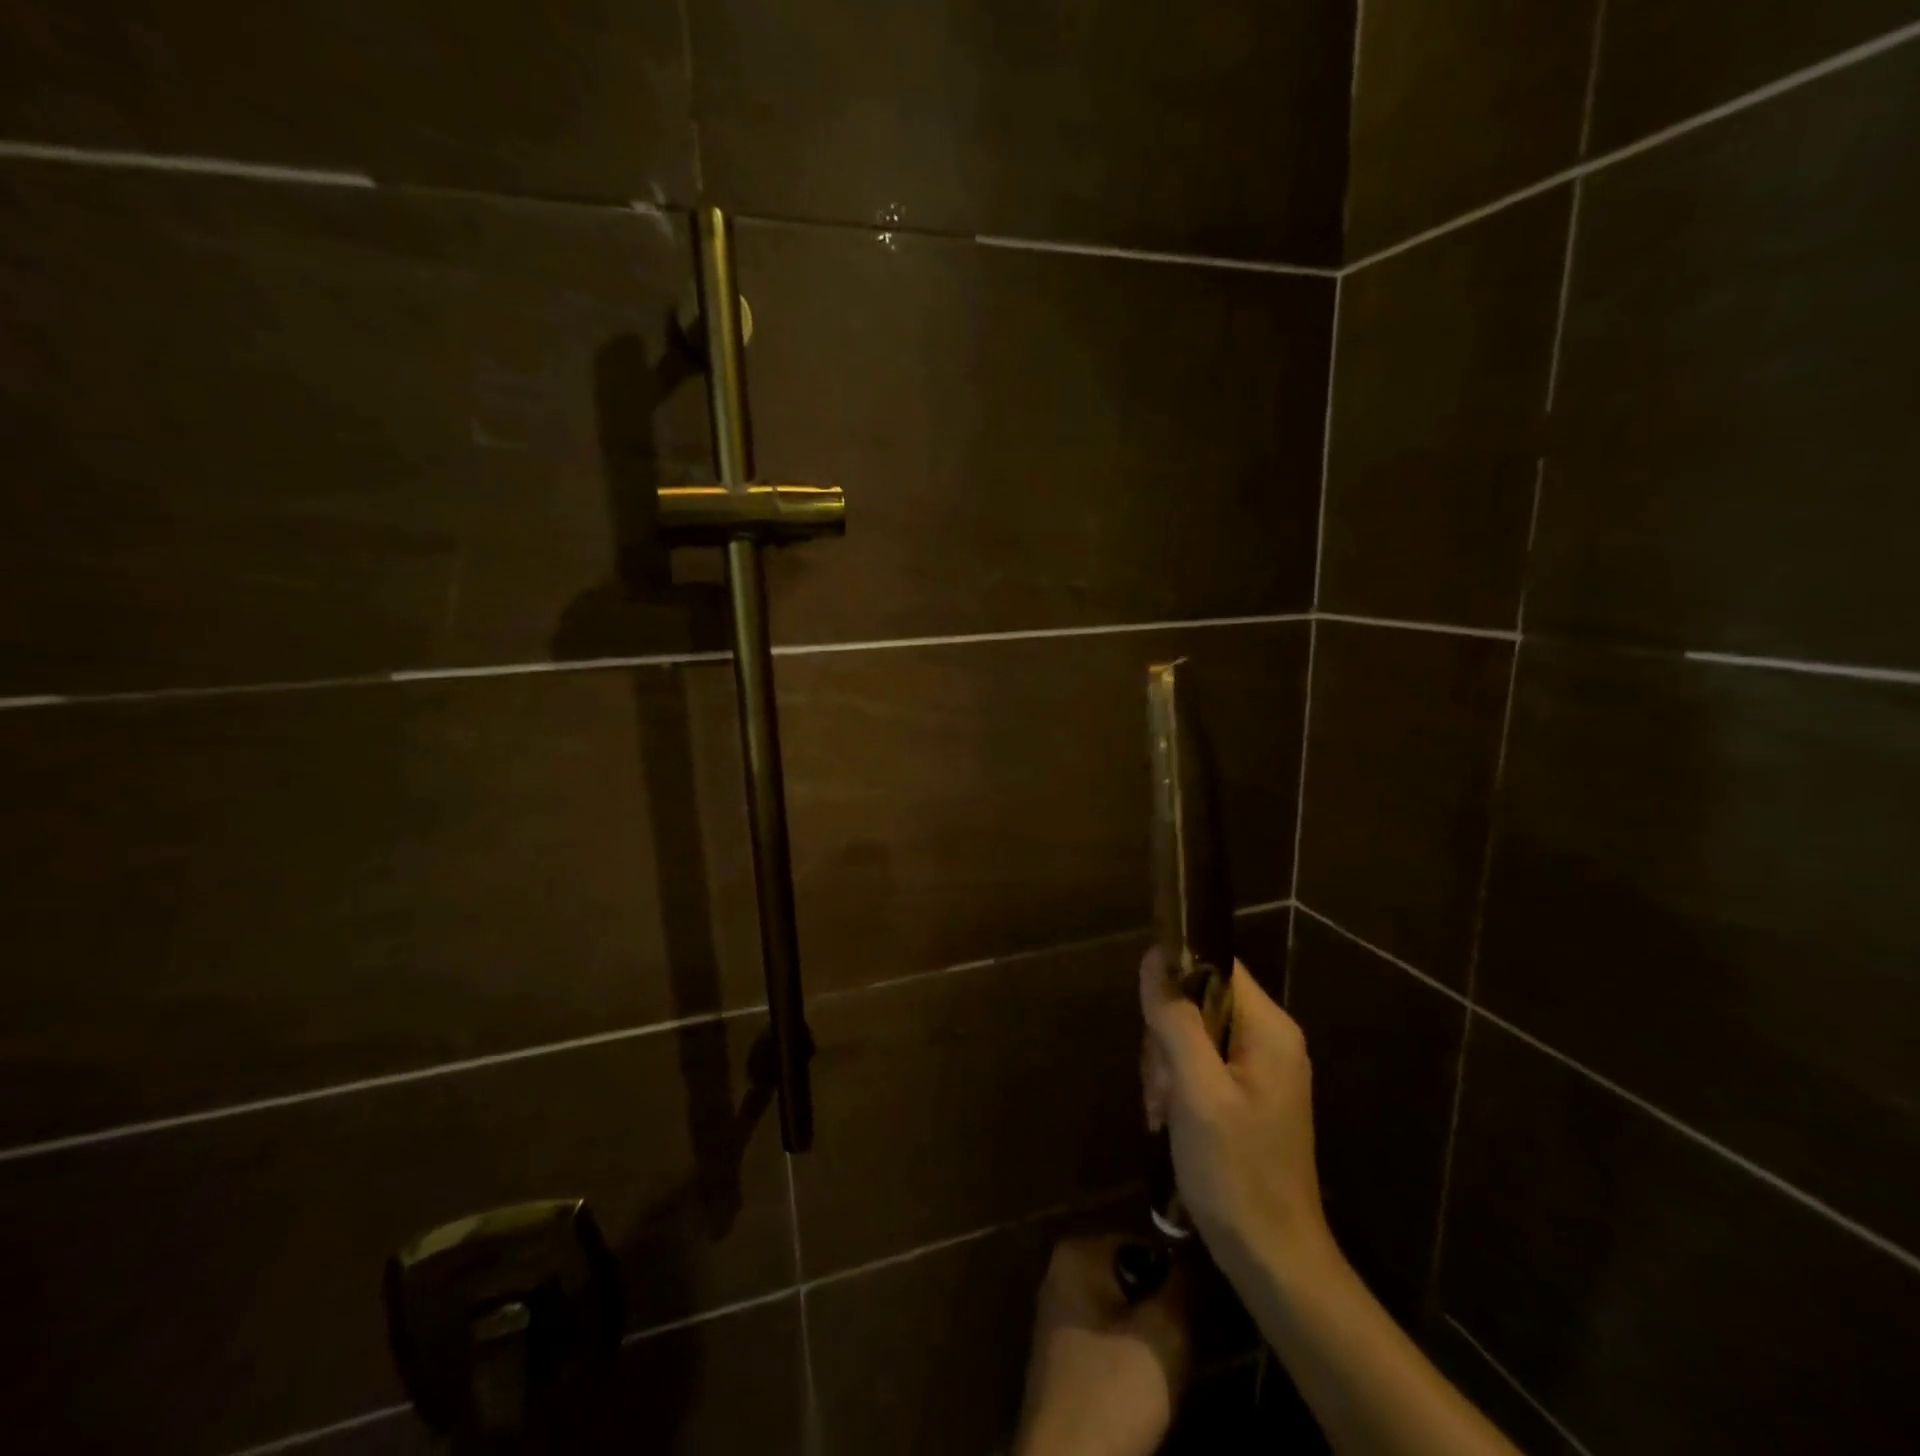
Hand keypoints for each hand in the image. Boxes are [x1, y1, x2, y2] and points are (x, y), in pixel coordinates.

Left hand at [1014, 1235, 1190, 1455]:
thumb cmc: (1113, 1393)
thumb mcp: (1163, 1335)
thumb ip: (1182, 1286)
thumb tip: (1193, 1254)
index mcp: (1079, 1252)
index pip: (1147, 1245)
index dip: (1178, 1279)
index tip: (1199, 1315)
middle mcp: (1063, 1272)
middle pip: (1134, 1279)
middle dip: (1163, 1310)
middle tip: (1186, 1348)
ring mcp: (1060, 1315)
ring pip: (1125, 1313)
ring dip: (1151, 1339)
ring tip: (1169, 1372)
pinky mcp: (1065, 1356)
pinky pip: (1111, 1341)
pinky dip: (1132, 1359)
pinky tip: (1146, 1394)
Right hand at [1140, 950, 1332, 1285]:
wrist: (1273, 1261)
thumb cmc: (1236, 1173)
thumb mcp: (1196, 1091)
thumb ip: (1176, 1020)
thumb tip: (1154, 958)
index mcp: (1269, 1029)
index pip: (1217, 964)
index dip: (1176, 973)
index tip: (1148, 1014)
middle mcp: (1269, 1039)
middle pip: (1199, 1001)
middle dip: (1166, 1037)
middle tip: (1159, 1084)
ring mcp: (1259, 1070)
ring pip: (1192, 1034)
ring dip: (1166, 1067)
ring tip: (1161, 1111)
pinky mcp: (1246, 1095)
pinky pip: (1200, 1065)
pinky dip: (1177, 1086)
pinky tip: (1167, 1120)